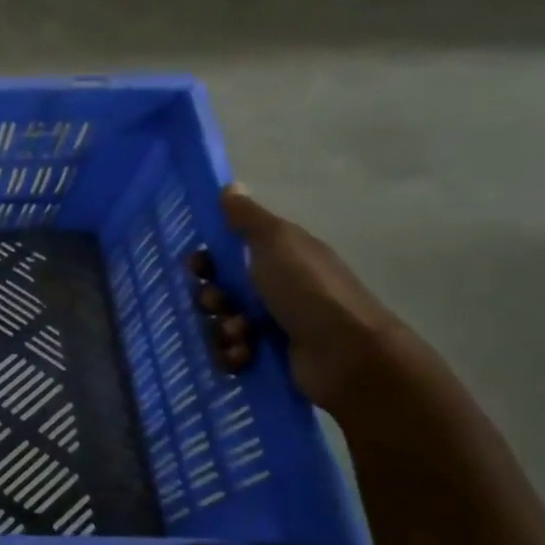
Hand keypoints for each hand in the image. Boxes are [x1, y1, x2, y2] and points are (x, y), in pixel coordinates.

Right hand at [214, 183, 402, 409]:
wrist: (346, 354)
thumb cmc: (308, 290)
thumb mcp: (276, 242)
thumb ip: (248, 218)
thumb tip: (230, 186)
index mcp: (278, 259)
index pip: (227, 255)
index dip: (206, 260)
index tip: (197, 267)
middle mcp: (274, 290)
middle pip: (218, 291)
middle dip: (210, 299)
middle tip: (220, 304)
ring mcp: (271, 327)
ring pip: (219, 324)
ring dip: (220, 329)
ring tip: (240, 335)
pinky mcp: (268, 359)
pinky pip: (230, 354)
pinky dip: (231, 355)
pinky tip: (243, 356)